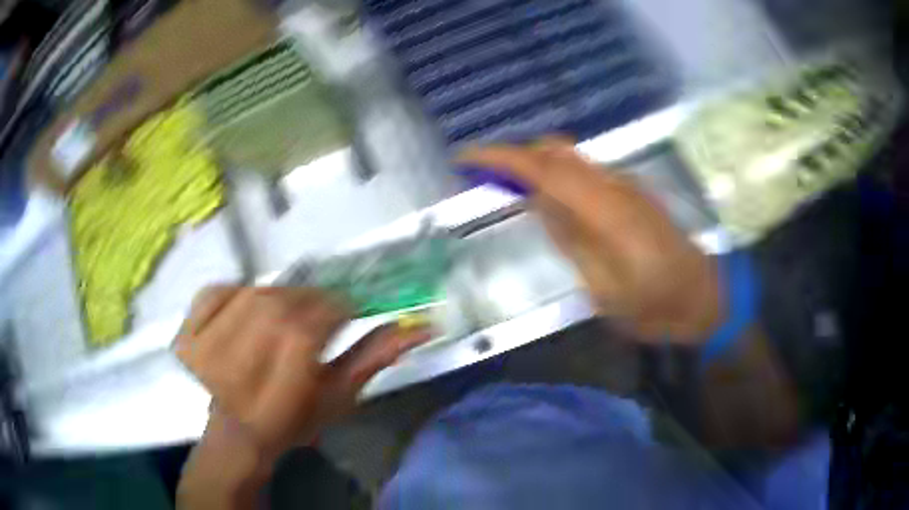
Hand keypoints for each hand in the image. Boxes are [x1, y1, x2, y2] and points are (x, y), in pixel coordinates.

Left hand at [175, 287, 429, 457]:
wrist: (236, 429)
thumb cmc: (293, 420)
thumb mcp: (339, 397)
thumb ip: (374, 358)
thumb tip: (421, 326)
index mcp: (273, 398)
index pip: (303, 333)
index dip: (330, 310)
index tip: (345, 309)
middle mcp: (231, 371)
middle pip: (277, 308)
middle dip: (307, 302)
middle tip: (318, 312)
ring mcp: (201, 348)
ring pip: (252, 294)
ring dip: (277, 297)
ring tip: (285, 314)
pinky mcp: (186, 331)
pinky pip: (218, 290)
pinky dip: (238, 291)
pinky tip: (247, 308)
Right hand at [460, 139, 721, 342]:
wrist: (703, 298)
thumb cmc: (655, 306)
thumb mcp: (604, 288)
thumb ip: (571, 239)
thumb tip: (538, 201)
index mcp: (607, 211)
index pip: (546, 168)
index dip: (502, 158)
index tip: (466, 158)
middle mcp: (617, 186)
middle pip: (558, 151)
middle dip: (516, 156)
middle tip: (486, 178)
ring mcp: (628, 185)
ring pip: (573, 157)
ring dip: (537, 164)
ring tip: (511, 188)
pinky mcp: (633, 192)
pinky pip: (587, 172)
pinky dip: (559, 175)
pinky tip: (552, 200)